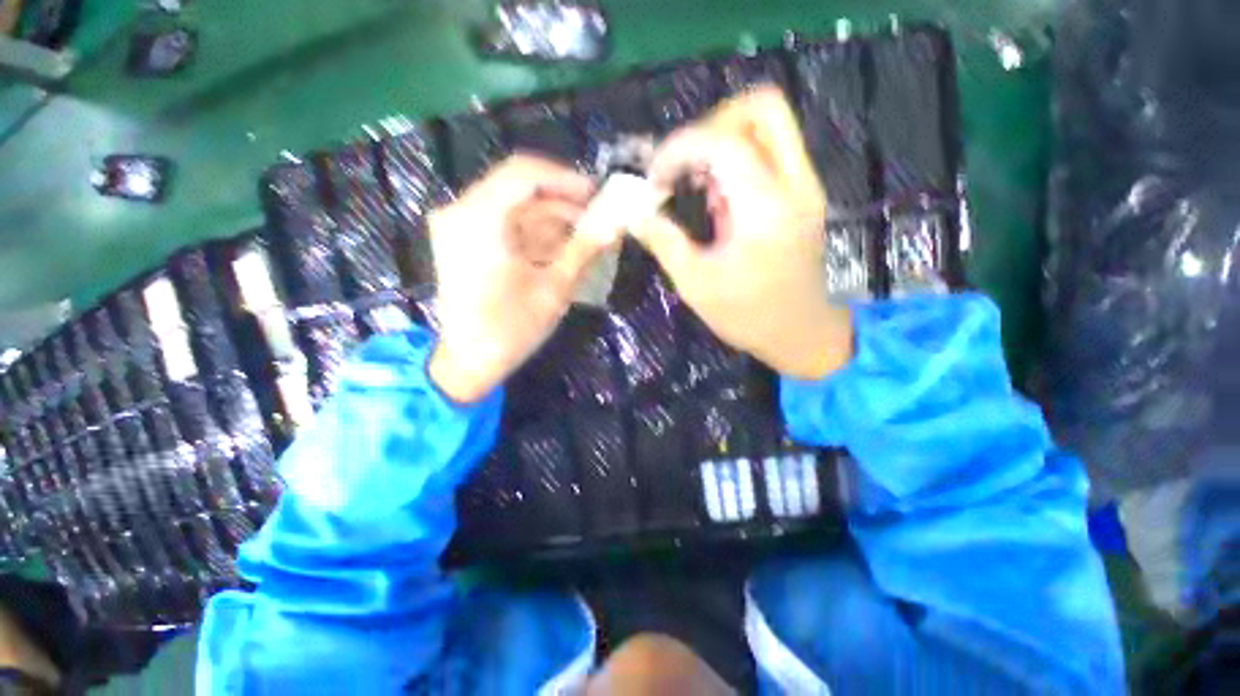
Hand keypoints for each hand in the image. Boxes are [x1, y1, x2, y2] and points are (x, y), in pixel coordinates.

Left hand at [427, 155, 607, 402]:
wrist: (469, 362)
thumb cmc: (511, 329)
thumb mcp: (554, 289)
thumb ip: (584, 249)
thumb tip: (615, 223)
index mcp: (479, 219)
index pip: (524, 173)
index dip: (565, 179)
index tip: (597, 194)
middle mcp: (462, 212)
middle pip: (519, 188)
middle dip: (563, 202)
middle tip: (598, 217)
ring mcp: (461, 226)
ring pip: (516, 207)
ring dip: (553, 219)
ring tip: (588, 235)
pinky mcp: (466, 241)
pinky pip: (507, 225)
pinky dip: (536, 233)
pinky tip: (564, 247)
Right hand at [638, 87, 852, 379]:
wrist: (800, 333)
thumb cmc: (747, 316)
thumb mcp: (696, 284)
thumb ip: (664, 241)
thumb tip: (633, 212)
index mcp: (766, 209)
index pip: (723, 141)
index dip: (680, 147)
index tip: (654, 179)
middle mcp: (795, 184)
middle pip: (763, 108)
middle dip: (712, 124)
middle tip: (682, 164)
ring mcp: (804, 186)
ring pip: (768, 126)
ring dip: (722, 142)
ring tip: (693, 183)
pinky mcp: (801, 195)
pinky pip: (770, 152)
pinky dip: (736, 160)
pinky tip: (714, 197)